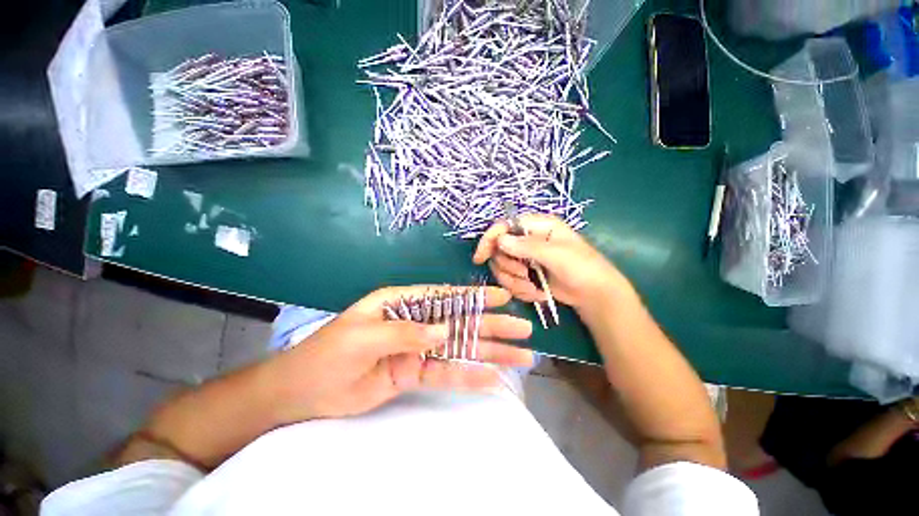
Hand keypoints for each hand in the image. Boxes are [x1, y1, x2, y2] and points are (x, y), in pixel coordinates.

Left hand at [267, 285, 533, 423]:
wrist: (303, 391)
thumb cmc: (328, 352)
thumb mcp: (363, 335)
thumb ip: (405, 331)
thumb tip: (444, 331)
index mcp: (403, 303)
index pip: (445, 296)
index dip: (475, 297)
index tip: (503, 297)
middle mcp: (416, 322)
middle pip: (460, 322)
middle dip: (492, 325)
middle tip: (523, 329)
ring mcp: (418, 349)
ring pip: (459, 349)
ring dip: (489, 353)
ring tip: (519, 357)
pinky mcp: (415, 373)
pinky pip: (446, 373)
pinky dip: (468, 376)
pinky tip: (492, 378)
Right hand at [473, 213, 630, 311]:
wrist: (592, 295)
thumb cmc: (581, 268)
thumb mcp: (556, 255)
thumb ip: (527, 246)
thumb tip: (500, 239)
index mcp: (537, 226)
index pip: (504, 226)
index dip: (490, 239)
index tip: (480, 257)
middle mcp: (528, 239)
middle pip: (499, 249)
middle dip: (509, 267)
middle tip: (525, 275)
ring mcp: (525, 258)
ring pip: (502, 267)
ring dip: (515, 281)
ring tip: (533, 287)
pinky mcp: (525, 274)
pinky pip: (510, 280)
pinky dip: (520, 289)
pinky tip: (536, 293)